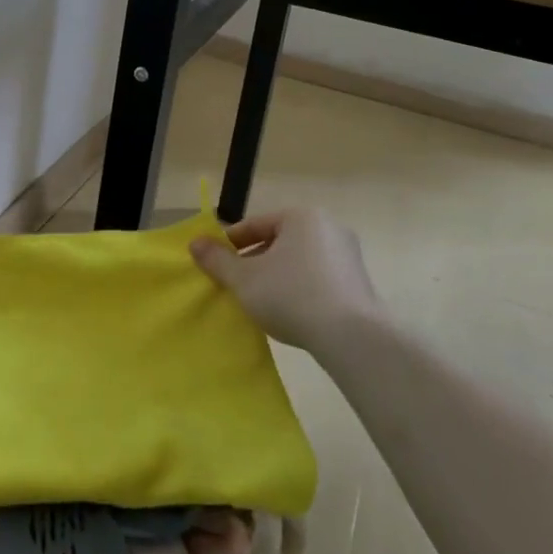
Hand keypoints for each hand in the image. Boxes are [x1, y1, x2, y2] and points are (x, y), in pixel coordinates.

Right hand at [190, 208, 382, 349]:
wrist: (352, 336)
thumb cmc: (291, 295)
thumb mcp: (244, 279)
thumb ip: (217, 260)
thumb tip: (194, 243)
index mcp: (301, 216)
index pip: (255, 224)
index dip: (229, 243)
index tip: (214, 263)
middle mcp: (328, 227)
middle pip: (277, 240)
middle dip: (253, 260)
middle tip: (235, 283)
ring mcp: (347, 254)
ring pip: (298, 260)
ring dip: (276, 275)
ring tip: (259, 300)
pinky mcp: (358, 282)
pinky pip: (318, 277)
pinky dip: (299, 288)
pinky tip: (288, 311)